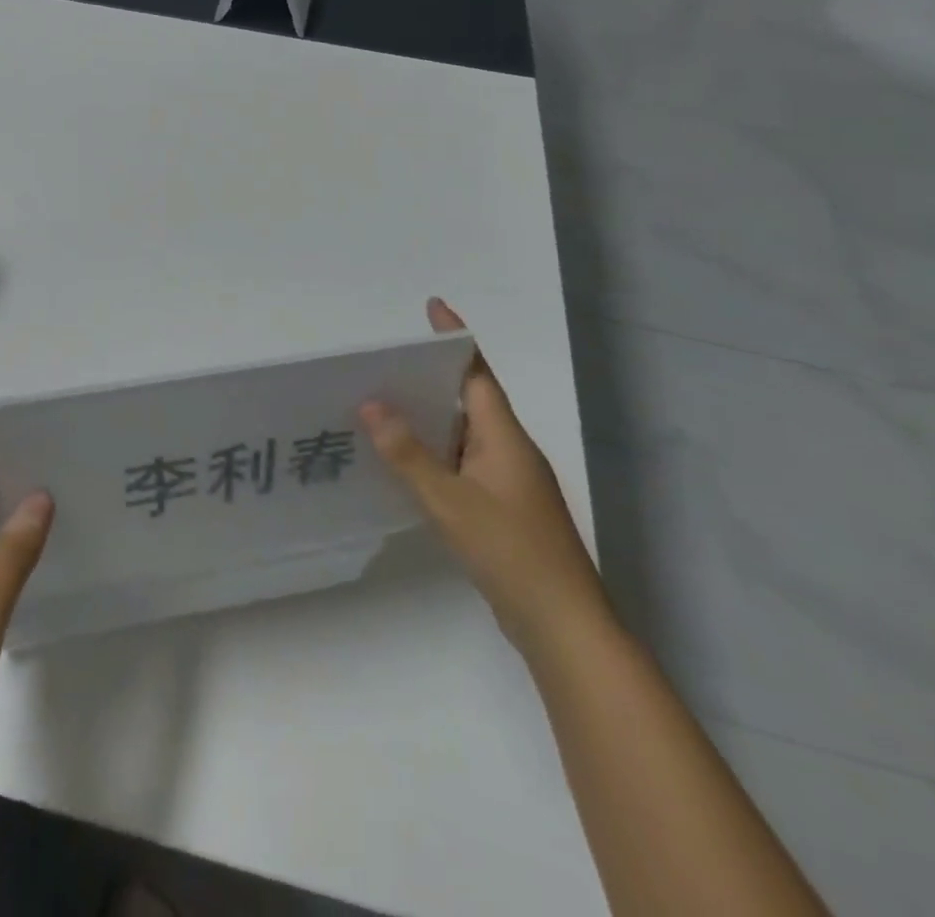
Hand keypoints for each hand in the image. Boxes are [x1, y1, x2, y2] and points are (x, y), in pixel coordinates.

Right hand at [361, 298, 611, 658]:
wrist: (563, 626)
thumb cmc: (511, 553)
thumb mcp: (450, 501)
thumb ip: (408, 454)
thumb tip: (371, 405)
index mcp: (504, 436)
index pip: (477, 373)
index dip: (455, 338)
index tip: (432, 307)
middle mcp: (509, 450)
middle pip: (469, 398)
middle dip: (431, 376)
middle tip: (385, 362)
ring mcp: (508, 481)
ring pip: (463, 434)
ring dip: (429, 417)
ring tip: (382, 404)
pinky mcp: (501, 509)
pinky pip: (461, 463)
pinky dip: (433, 453)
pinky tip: (403, 462)